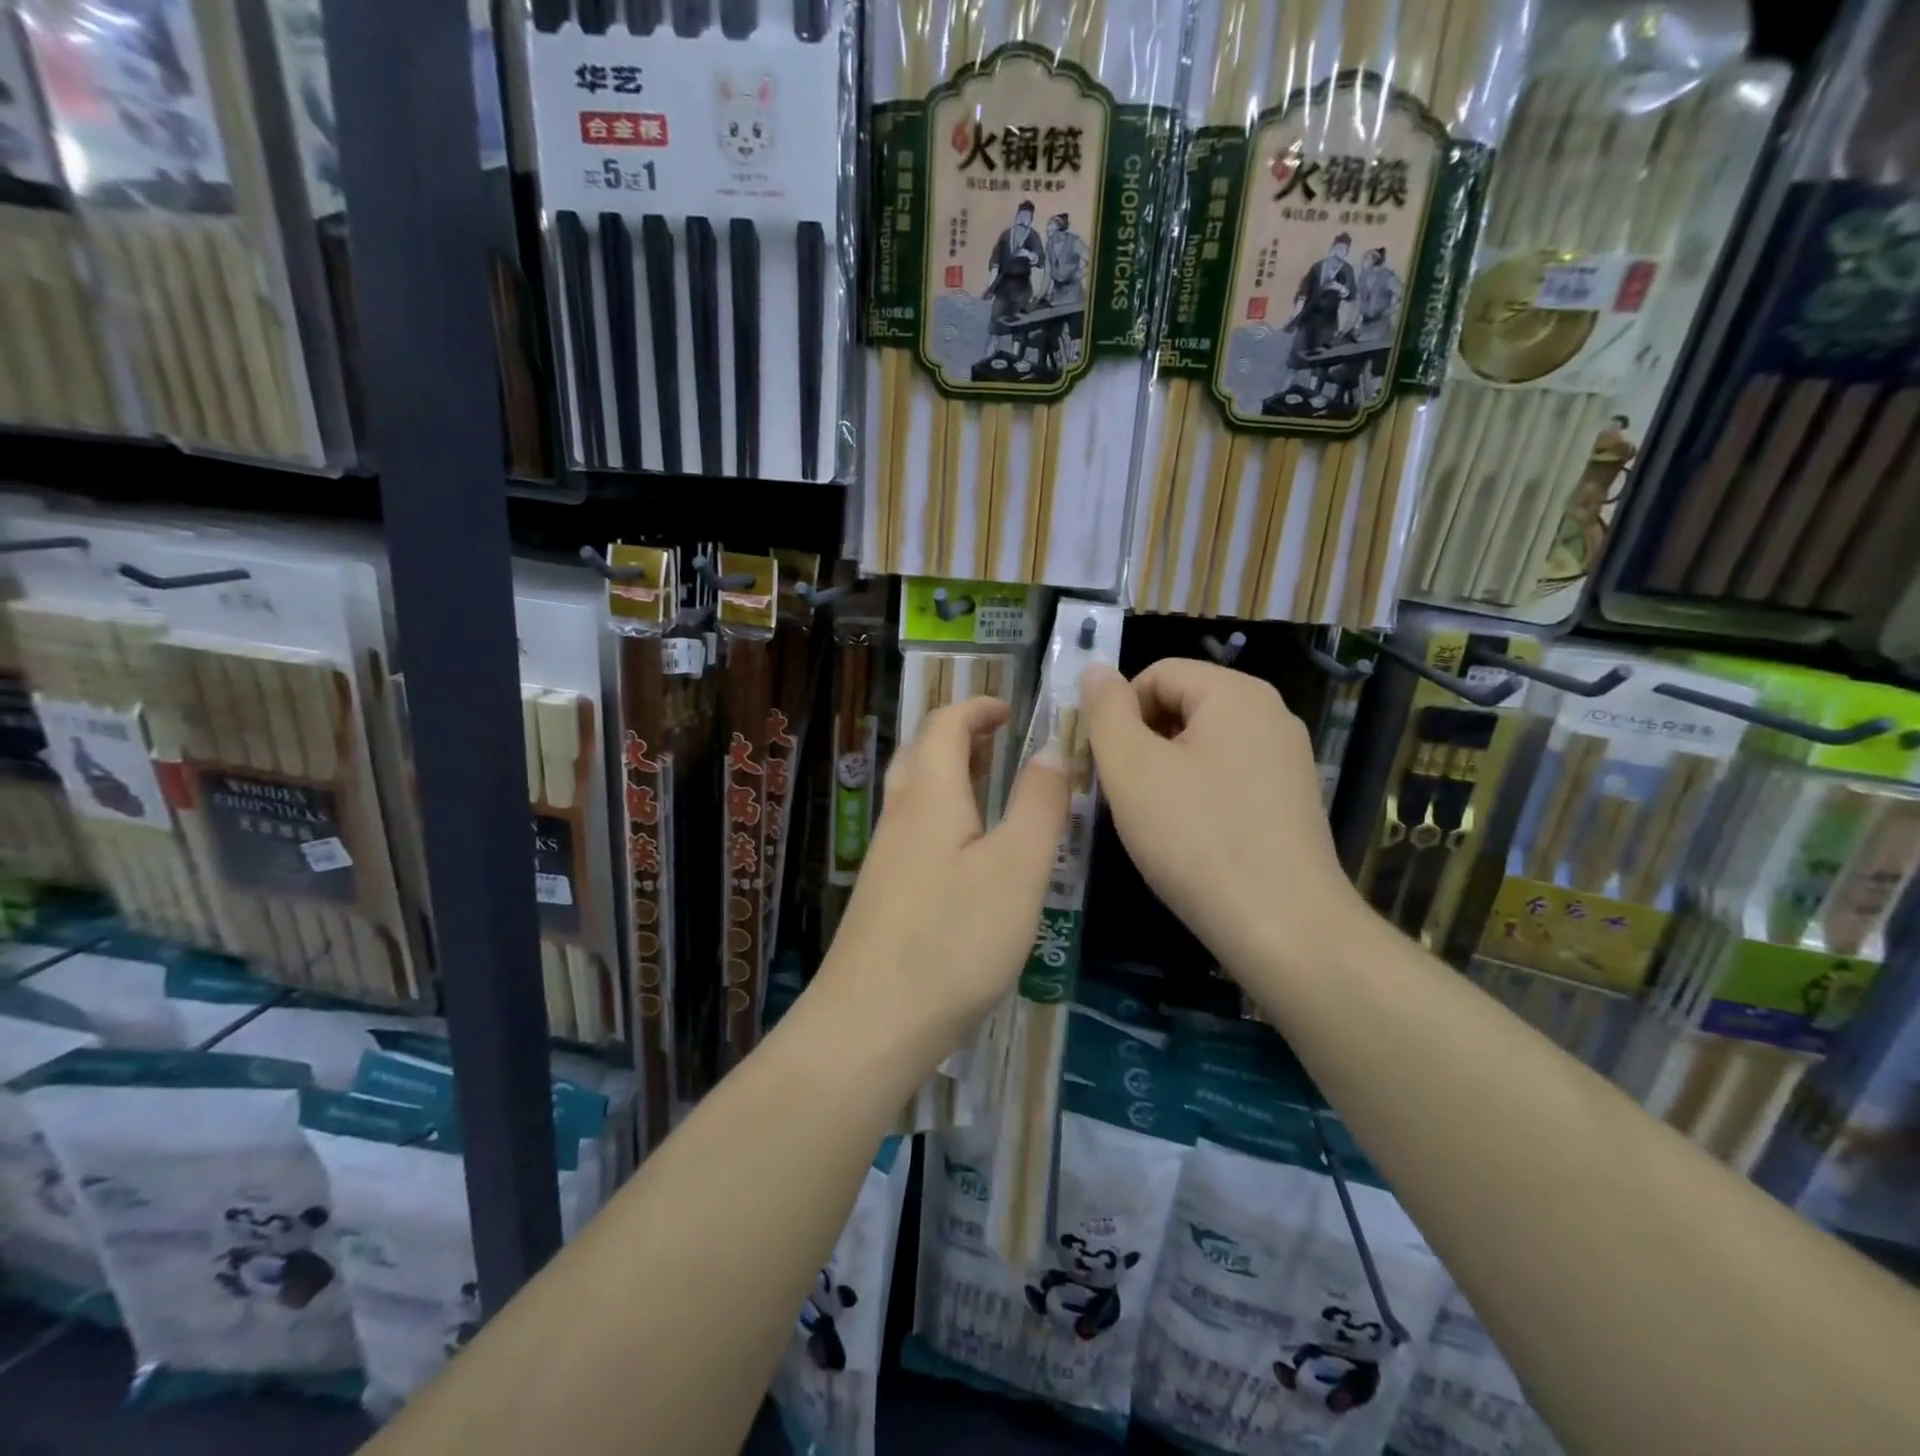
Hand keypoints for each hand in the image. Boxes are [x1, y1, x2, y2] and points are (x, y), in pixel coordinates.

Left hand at [815, 697, 1067, 1059]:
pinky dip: (944, 817)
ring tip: (992, 792)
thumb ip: (1039, 804)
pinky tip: (969, 856)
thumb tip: (1051, 748)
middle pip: (923, 753)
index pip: (946, 724)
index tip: (1012, 710)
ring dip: (951, 777)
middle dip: (961, 737)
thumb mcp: (1018, 868)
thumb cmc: (954, 939)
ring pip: (915, 795)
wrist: (872, 1022)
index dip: (978, 708)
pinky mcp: (884, 894)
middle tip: (1002, 744)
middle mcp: (900, 816)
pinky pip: (914, 832)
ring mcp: (886, 857)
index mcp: (931, 795)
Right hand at [1082, 660, 1360, 971]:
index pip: (1156, 674)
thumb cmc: (1196, 838)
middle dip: (1140, 742)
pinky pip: (1227, 776)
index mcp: (1236, 693)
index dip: (1117, 712)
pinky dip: (1196, 794)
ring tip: (1151, 820)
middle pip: (1181, 705)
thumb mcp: (1131, 768)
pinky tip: (1188, 837)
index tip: (1101, 763)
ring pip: (1201, 744)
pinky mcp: (1290, 799)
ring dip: (1163, 771)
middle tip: (1120, 795)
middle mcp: (1270, 714)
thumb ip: (1106, 711)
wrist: (1283, 928)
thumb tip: (1096, 671)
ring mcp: (1286, 758)